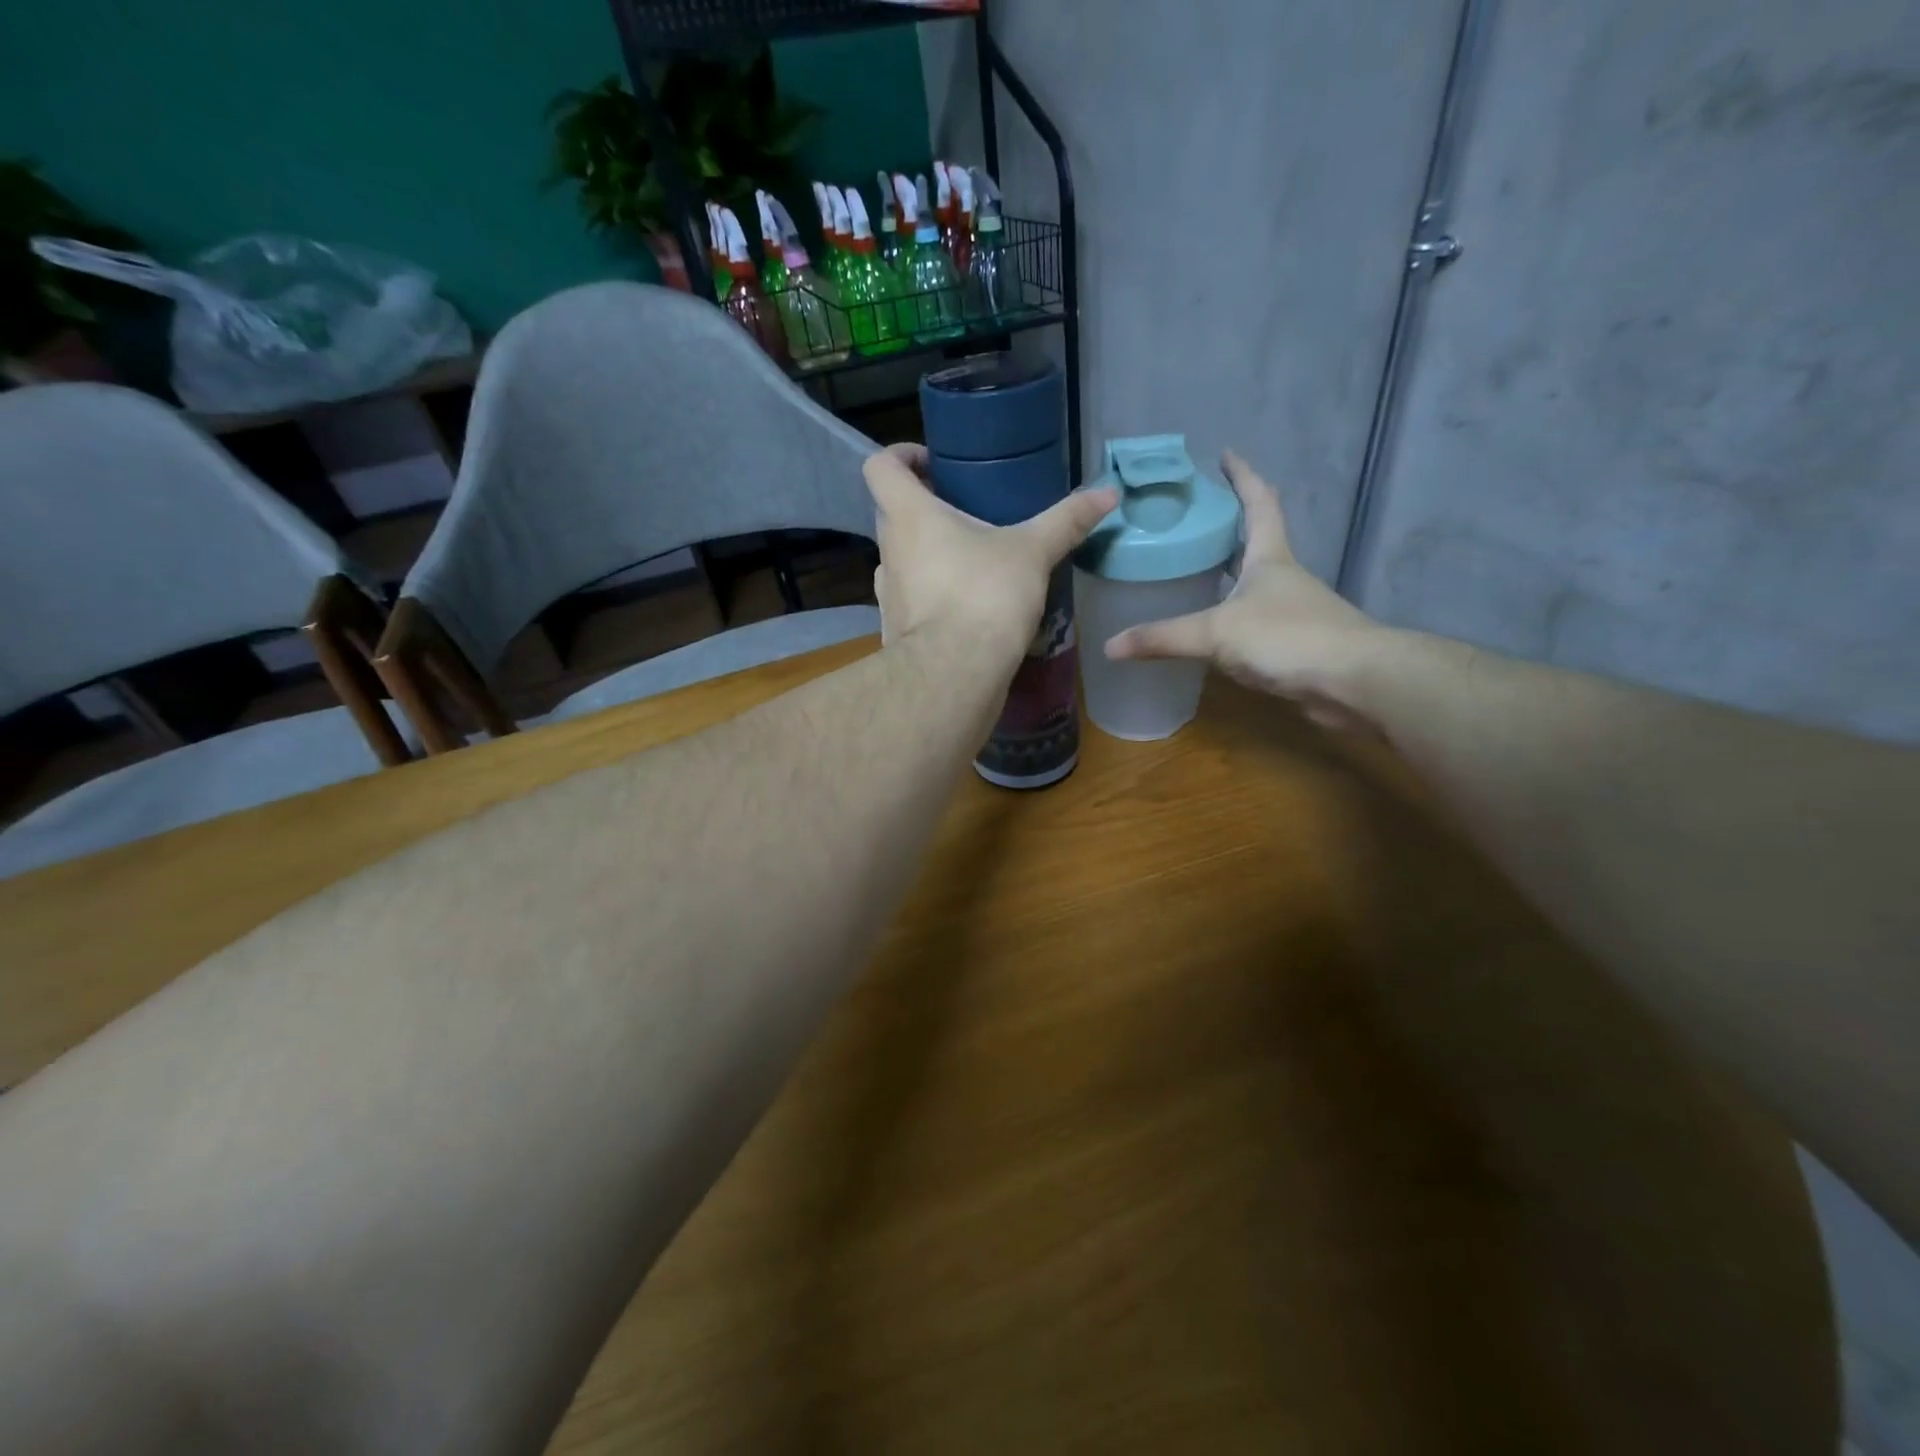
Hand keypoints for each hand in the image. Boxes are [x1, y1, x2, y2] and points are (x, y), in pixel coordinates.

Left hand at [864, 444, 1116, 663]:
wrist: (954, 674)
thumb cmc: (986, 596)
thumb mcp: (1033, 553)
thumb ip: (1066, 521)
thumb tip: (1108, 493)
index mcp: (909, 516)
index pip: (880, 467)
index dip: (900, 456)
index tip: (933, 462)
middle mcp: (888, 550)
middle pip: (892, 512)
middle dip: (923, 507)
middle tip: (964, 512)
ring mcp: (887, 593)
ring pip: (902, 558)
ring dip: (927, 553)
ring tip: (970, 560)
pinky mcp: (896, 629)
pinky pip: (911, 598)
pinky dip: (931, 593)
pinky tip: (965, 605)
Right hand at [1104, 452, 1395, 729]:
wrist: (1354, 682)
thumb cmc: (1288, 638)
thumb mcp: (1217, 632)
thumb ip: (1163, 637)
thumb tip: (1109, 646)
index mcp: (1269, 557)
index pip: (1258, 502)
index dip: (1242, 476)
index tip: (1225, 454)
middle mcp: (1282, 577)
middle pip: (1255, 540)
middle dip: (1228, 525)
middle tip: (1192, 517)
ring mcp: (1291, 611)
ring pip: (1252, 583)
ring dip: (1228, 573)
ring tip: (1190, 570)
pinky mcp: (1292, 644)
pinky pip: (1252, 621)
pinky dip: (1230, 616)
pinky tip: (1209, 628)